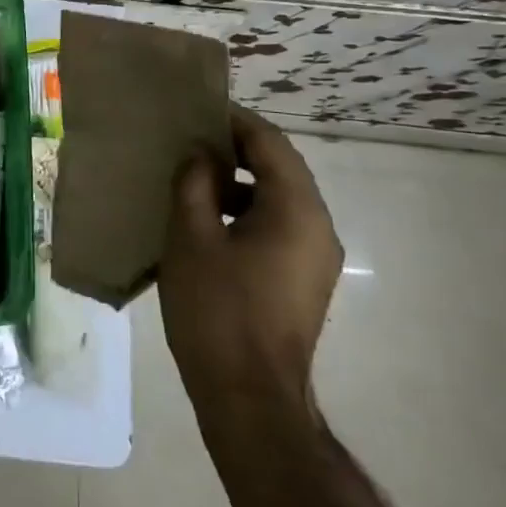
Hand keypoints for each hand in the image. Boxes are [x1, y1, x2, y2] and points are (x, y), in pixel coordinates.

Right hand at [158, 106, 342, 429]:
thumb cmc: (217, 309)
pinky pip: (277, 226)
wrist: (249, 396)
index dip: (233, 121)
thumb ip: (194, 184)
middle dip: (235, 149)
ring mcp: (314, 257)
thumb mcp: (191, 237)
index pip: (270, 143)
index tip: (197, 110)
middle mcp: (317, 227)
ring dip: (237, 182)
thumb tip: (200, 155)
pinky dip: (245, 211)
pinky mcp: (303, 280)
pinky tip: (205, 221)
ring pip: (278, 198)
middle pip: (279, 168)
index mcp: (296, 210)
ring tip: (190, 177)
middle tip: (188, 139)